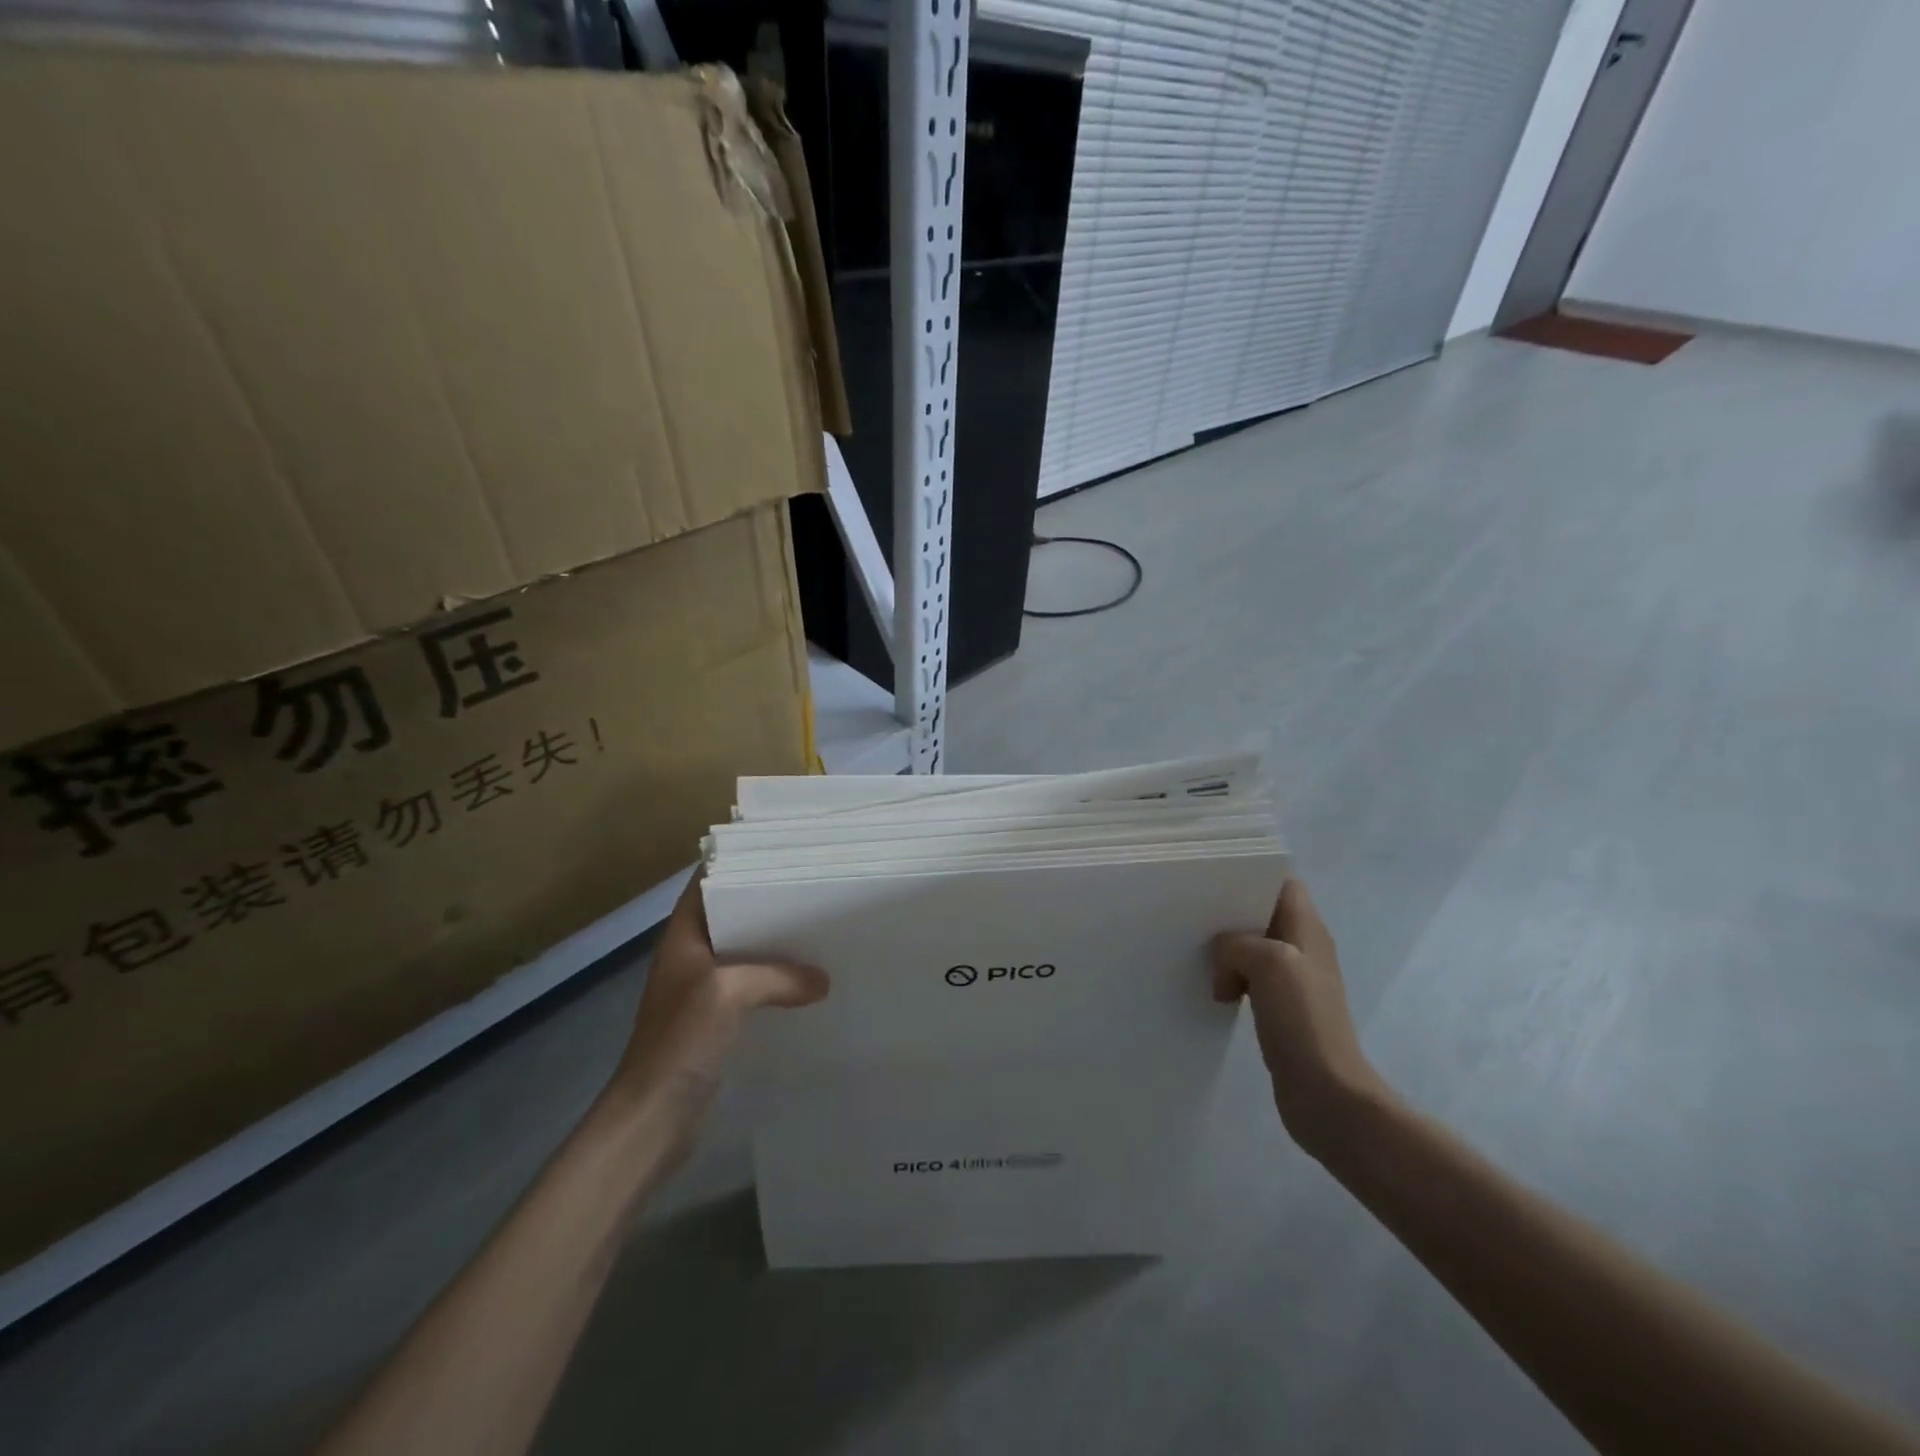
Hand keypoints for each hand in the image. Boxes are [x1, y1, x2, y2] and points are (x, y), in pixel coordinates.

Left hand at [599, 873, 827, 1163]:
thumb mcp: (729, 993)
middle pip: (732, 916)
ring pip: (744, 952)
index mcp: (683, 938)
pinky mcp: (716, 1021)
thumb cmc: (680, 1041)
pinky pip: (752, 987)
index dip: (737, 863)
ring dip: (775, 944)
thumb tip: (824, 979)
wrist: (652, 1118)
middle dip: (768, 903)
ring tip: (819, 928)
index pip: (707, 884)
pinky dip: (776, 981)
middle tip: (814, 888)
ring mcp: (702, 990)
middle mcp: (691, 957)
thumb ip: (779, 976)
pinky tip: (808, 982)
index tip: (780, 851)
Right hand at [1211, 878, 1389, 1161]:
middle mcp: (1303, 948)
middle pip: (1261, 913)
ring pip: (1252, 947)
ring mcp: (1293, 980)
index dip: (1250, 874)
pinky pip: (1249, 978)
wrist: (1327, 1094)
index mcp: (1308, 928)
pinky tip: (1212, 988)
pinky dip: (1230, 977)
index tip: (1210, 876)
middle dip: (1229, 913)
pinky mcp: (1281, 1008)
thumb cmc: (1303, 1020)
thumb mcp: (1269, 963)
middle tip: (1192, 914)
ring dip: (1226, 949)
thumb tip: (1225, 958)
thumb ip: (1238, 944)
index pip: (1281, 882)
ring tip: (1195, 952)